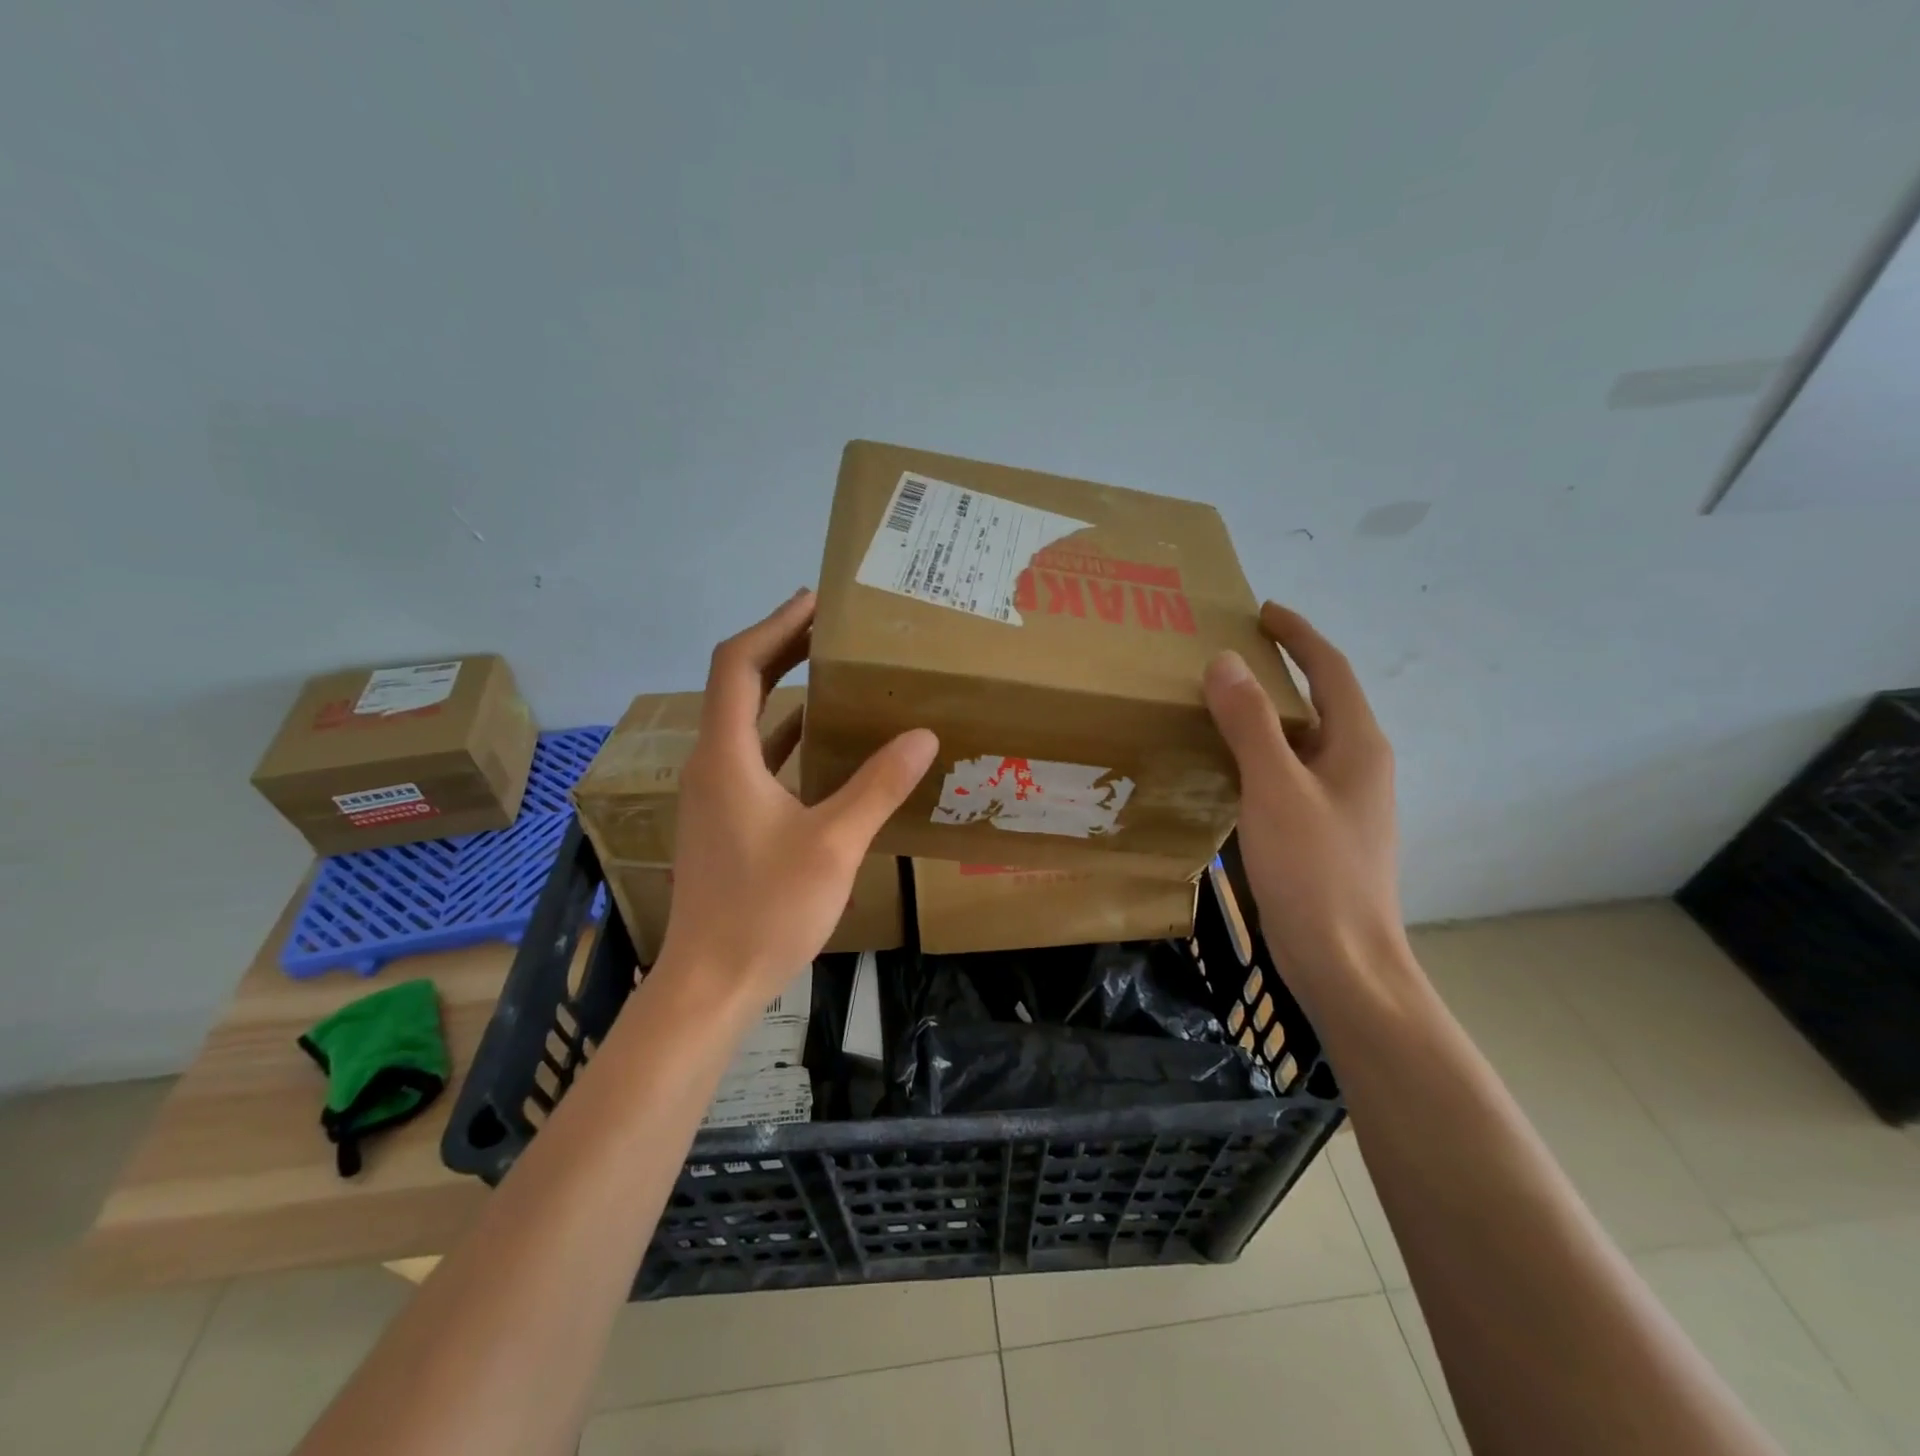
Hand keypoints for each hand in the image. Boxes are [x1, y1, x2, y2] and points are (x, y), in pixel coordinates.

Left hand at [656, 589, 938, 1007]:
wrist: (710, 982)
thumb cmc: (766, 909)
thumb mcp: (833, 844)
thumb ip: (876, 786)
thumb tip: (922, 735)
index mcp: (726, 757)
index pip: (738, 665)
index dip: (775, 626)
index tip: (815, 602)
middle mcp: (711, 765)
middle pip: (739, 685)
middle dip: (780, 648)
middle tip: (830, 627)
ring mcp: (714, 794)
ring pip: (746, 723)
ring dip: (782, 690)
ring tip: (831, 671)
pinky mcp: (725, 820)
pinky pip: (754, 758)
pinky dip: (785, 736)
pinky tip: (820, 741)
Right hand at [1203, 604, 1411, 1001]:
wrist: (1344, 960)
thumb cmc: (1315, 870)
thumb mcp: (1275, 789)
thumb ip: (1250, 724)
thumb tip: (1225, 661)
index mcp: (1358, 744)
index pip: (1331, 668)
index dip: (1299, 634)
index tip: (1262, 612)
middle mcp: (1357, 764)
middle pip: (1319, 701)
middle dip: (1279, 671)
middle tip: (1226, 656)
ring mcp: (1342, 800)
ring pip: (1301, 741)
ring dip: (1265, 716)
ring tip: (1215, 704)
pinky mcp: (1323, 830)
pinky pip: (1289, 774)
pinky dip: (1259, 756)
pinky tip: (1224, 768)